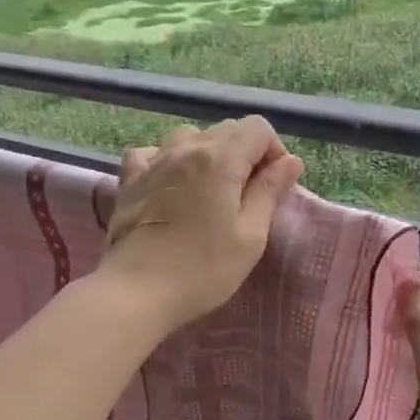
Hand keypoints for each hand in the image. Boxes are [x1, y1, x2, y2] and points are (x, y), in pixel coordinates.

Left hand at [98, 117, 302, 332]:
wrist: (137, 290)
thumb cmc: (202, 268)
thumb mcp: (250, 236)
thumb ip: (269, 192)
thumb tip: (290, 161)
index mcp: (221, 159)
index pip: (258, 128)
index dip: (273, 151)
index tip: (273, 185)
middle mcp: (186, 148)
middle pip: (226, 130)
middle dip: (245, 154)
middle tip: (246, 196)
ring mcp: (153, 161)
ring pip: (189, 136)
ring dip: (207, 154)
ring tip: (209, 190)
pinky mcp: (129, 179)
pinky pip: (151, 152)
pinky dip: (167, 160)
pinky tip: (170, 184)